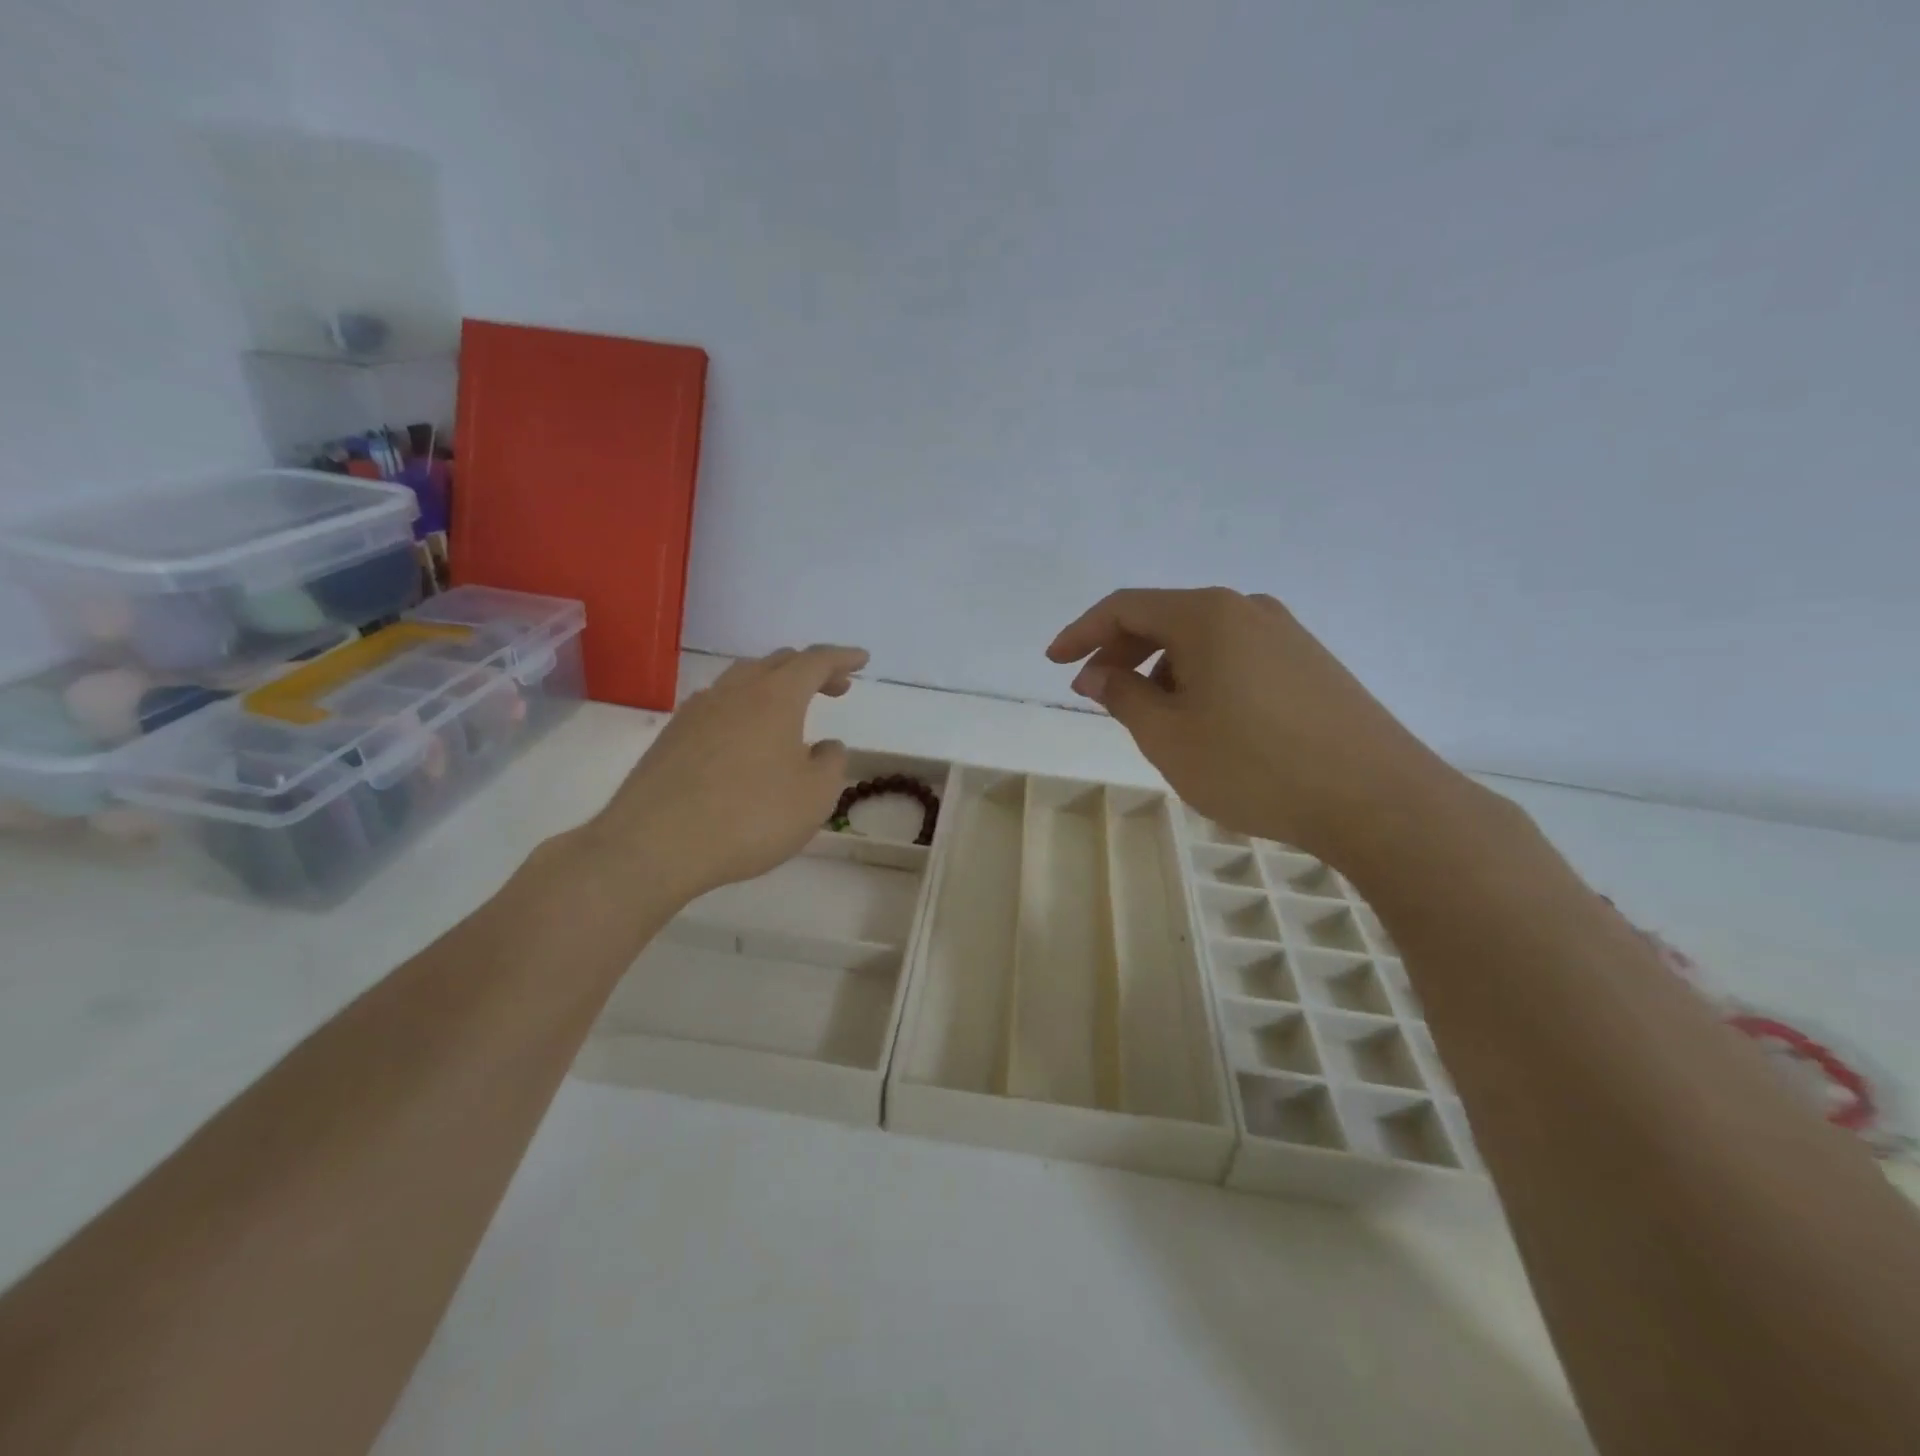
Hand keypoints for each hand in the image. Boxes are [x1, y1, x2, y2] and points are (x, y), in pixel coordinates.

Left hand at [587, 645, 866, 900]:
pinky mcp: (672, 736)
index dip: (842, 657)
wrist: (654, 845)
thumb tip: (826, 747)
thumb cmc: (749, 817)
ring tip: (790, 709)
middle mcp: (734, 692)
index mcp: (775, 697)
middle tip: (834, 687)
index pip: (815, 662)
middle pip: (777, 662)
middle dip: (810, 669)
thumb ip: (830, 764)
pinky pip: (717, 705)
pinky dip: (743, 707)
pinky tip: (744, 735)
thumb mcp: (813, 797)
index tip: (862, 660)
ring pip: (742, 680)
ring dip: (773, 685)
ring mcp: (697, 711)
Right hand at [1048, 588, 1465, 863]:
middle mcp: (1248, 609)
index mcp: (1207, 614)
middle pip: (1164, 618)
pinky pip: (1236, 657)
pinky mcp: (1311, 664)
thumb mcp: (1168, 736)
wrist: (1377, 799)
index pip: (1125, 607)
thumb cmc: (1255, 766)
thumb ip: (1123, 696)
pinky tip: (1204, 720)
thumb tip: (1096, 673)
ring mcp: (1286, 634)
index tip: (1055, 662)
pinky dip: (1201, 678)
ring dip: (1162, 669)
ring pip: (1202, 640)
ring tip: (1151, 718)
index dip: (1082, 632)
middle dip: (1121, 653)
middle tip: (1097, 695)